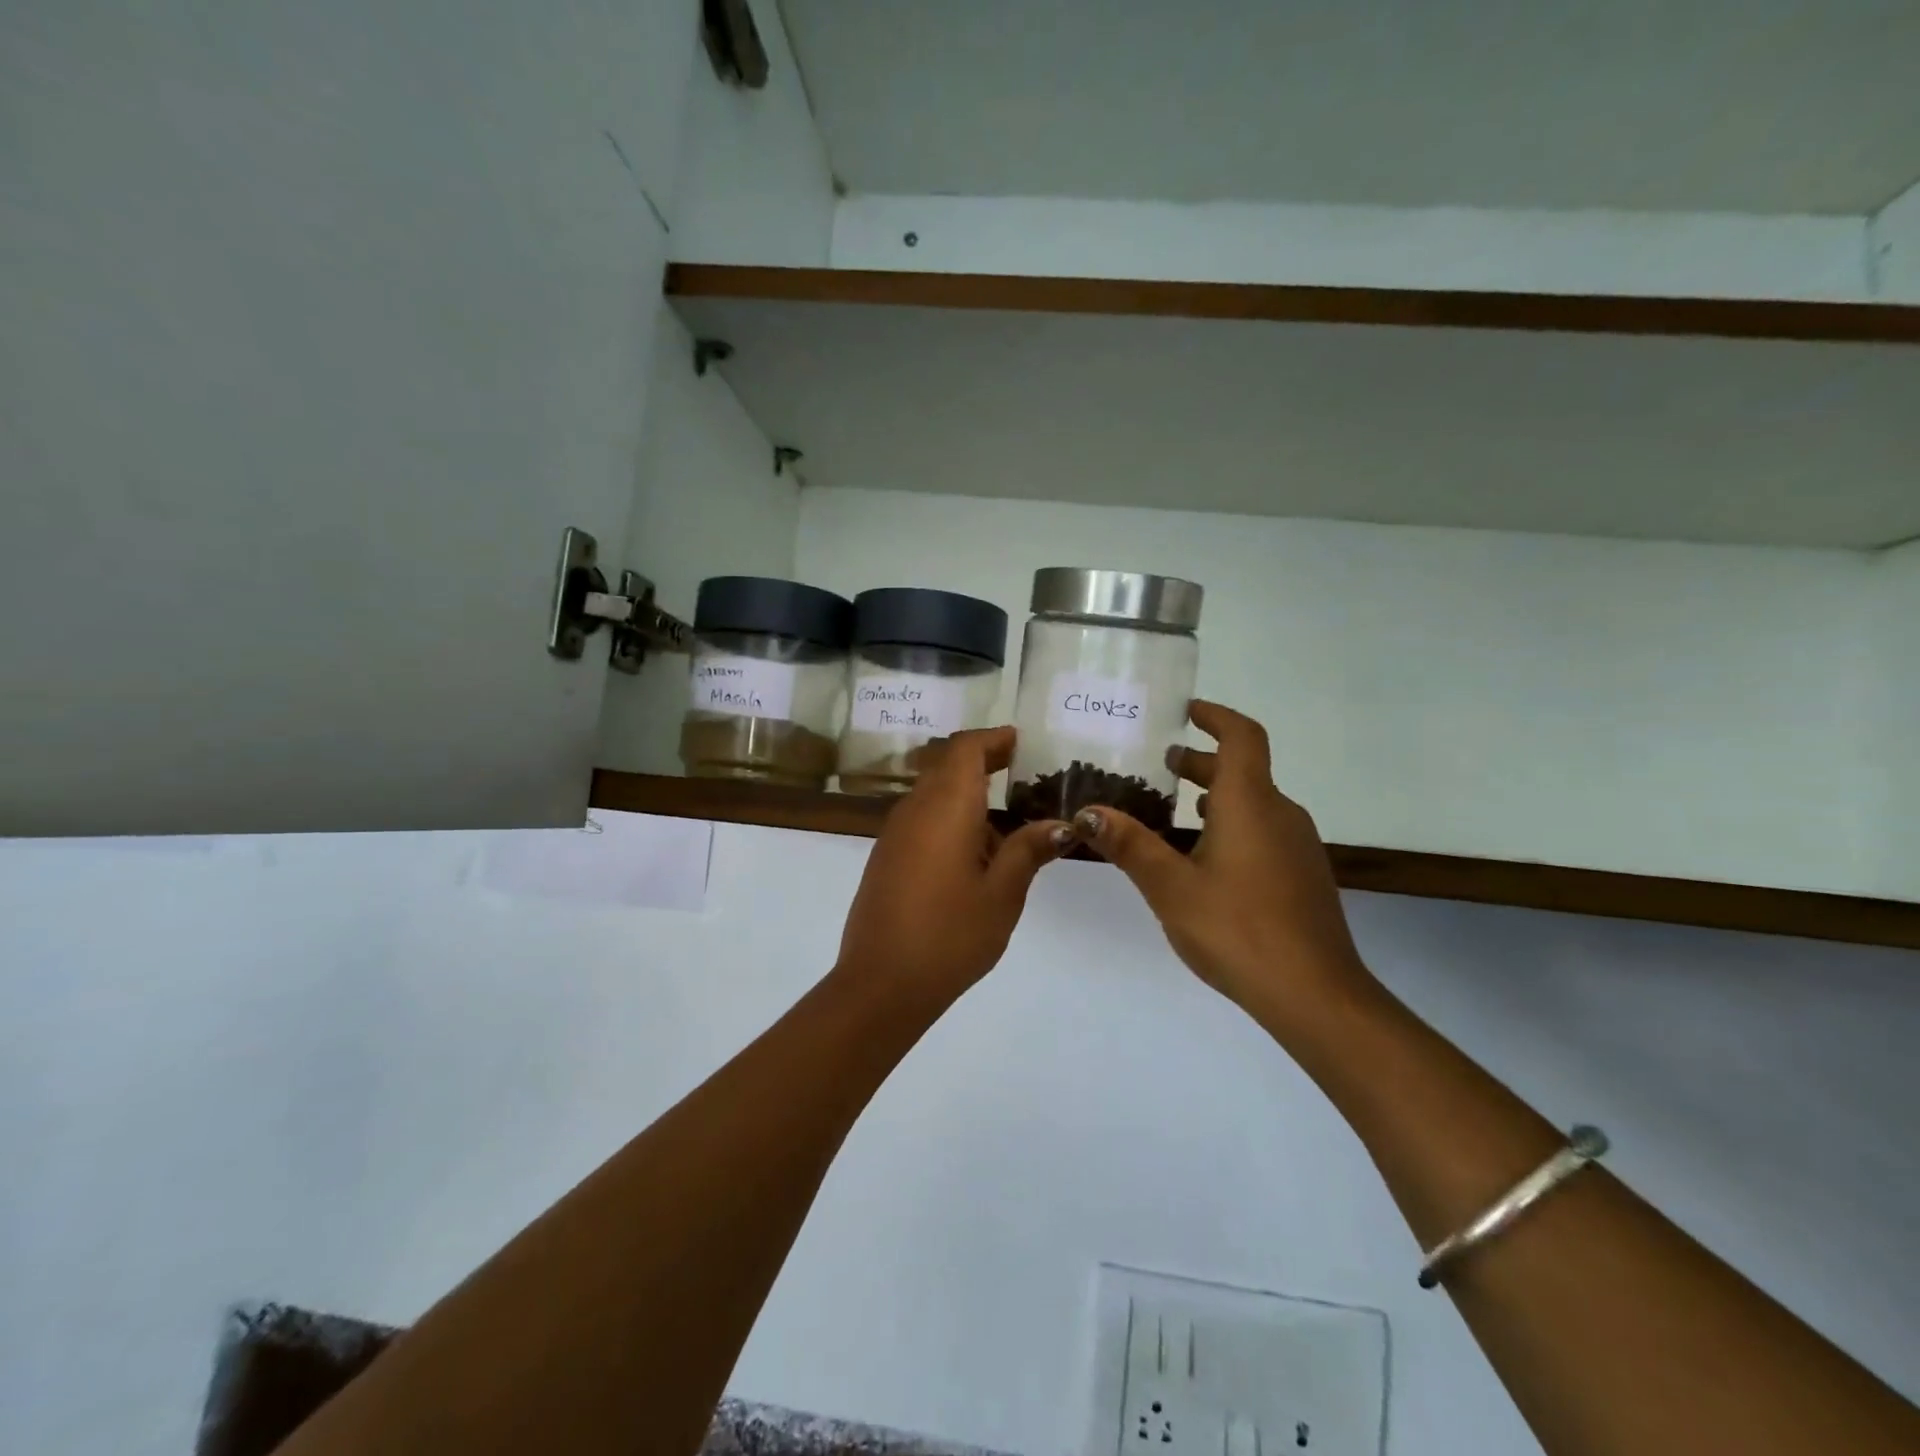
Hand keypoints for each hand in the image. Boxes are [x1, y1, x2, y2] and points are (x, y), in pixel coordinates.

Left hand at [836, 727, 1069, 1007]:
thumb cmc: (950, 935)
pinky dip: (951, 820)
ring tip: (1010, 824)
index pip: (965, 748)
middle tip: (1023, 774)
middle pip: (947, 766)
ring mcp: (895, 834)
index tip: (1020, 742)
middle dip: (983, 763)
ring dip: (968, 796)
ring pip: (934, 794)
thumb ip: (1028, 850)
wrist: (880, 984)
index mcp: (945, 807)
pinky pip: (922, 821)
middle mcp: (914, 809)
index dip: (992, 738)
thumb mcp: (1002, 894)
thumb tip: (1059, 824)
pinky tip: (977, 856)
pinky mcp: (886, 858)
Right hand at [1069, 701, 1375, 1030]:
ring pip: (1253, 802)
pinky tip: (1204, 859)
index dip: (1215, 716)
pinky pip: (1264, 830)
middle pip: (1243, 769)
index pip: (1241, 736)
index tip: (1184, 712)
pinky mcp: (1302, 875)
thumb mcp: (1170, 887)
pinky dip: (1232, 824)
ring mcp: (1297, 845)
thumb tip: (1088, 812)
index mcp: (1250, 803)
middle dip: (1201, 761)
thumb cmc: (1238, 929)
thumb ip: (1130, 845)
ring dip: (1215, 795)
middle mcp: (1280, 813)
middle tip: (1159, 766)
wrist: (1315, 995)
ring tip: (1172, 811)